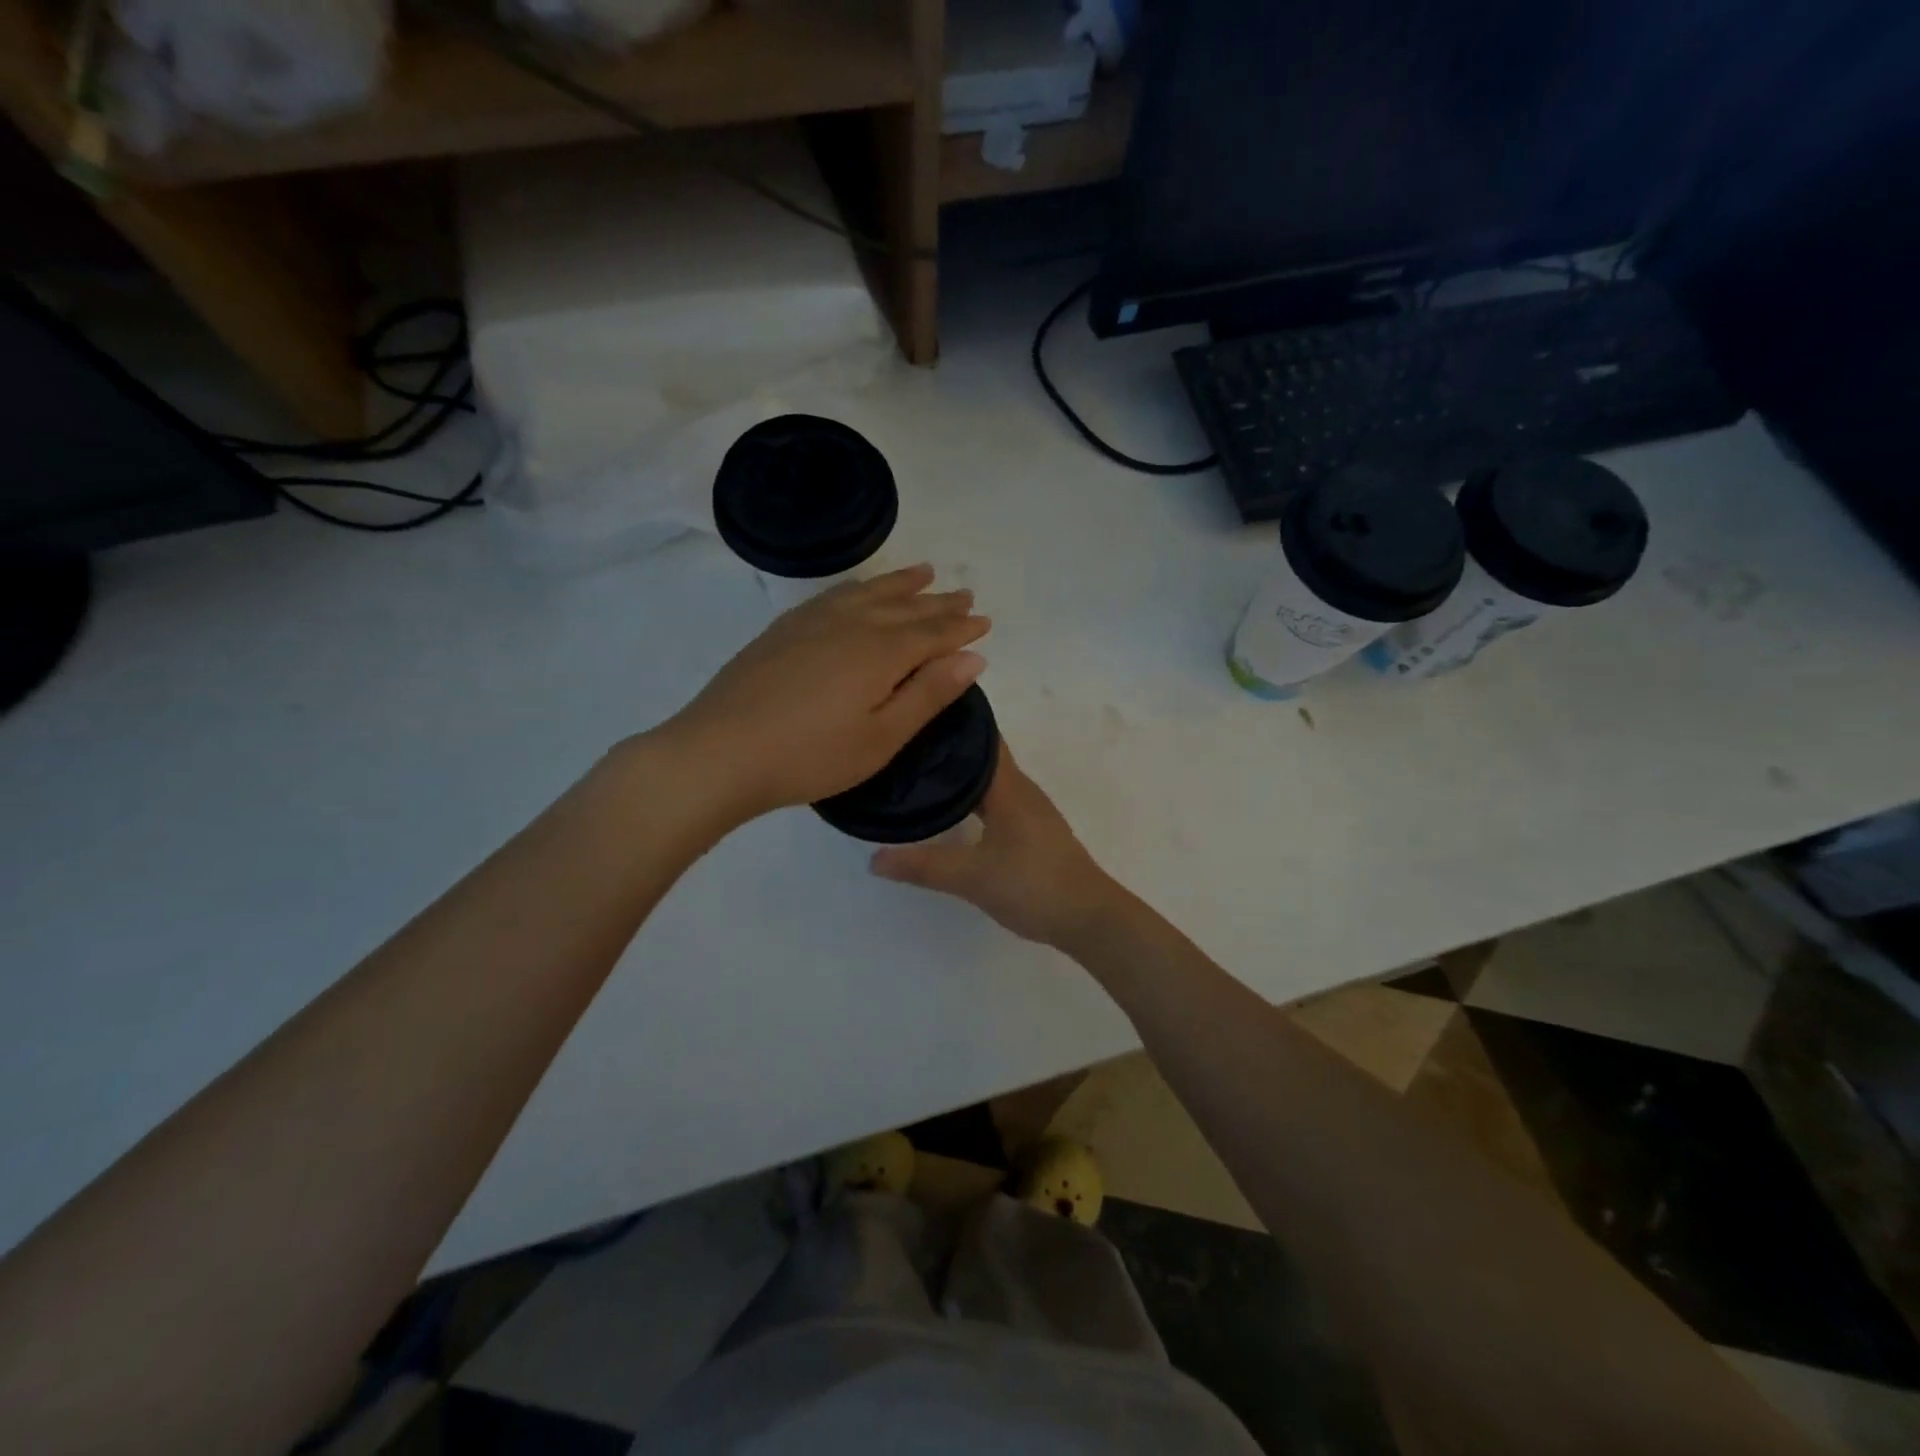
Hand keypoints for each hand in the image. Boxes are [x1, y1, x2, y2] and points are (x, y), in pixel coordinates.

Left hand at [656, 565, 989, 823]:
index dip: (961, 627)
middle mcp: (851, 623)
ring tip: (924, 572)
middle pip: (905, 606)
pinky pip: (836, 594)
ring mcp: (813, 621)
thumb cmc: (810, 756)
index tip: (984, 621)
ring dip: (901, 583)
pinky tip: (860, 590)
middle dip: (939, 602)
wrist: (720, 751)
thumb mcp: (881, 737)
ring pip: (869, 592)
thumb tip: (973, 656)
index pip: (933, 632)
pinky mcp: (784, 628)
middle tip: (964, 594)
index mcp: (881, 651)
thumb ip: (928, 694)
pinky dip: (860, 587)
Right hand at [870, 744, 1121, 949]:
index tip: (916, 713)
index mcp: (1008, 787)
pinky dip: (973, 794)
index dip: (952, 722)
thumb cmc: (1033, 885)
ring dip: (961, 771)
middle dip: (950, 746)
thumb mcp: (972, 878)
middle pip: (983, 755)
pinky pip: (997, 798)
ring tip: (921, 770)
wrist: (1088, 918)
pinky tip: (953, 809)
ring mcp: (1031, 810)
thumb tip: (873, 858)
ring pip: (991, 778)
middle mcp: (1021, 789)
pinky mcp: (1033, 830)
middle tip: (905, 743)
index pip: (980, 738)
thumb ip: (923, 866)